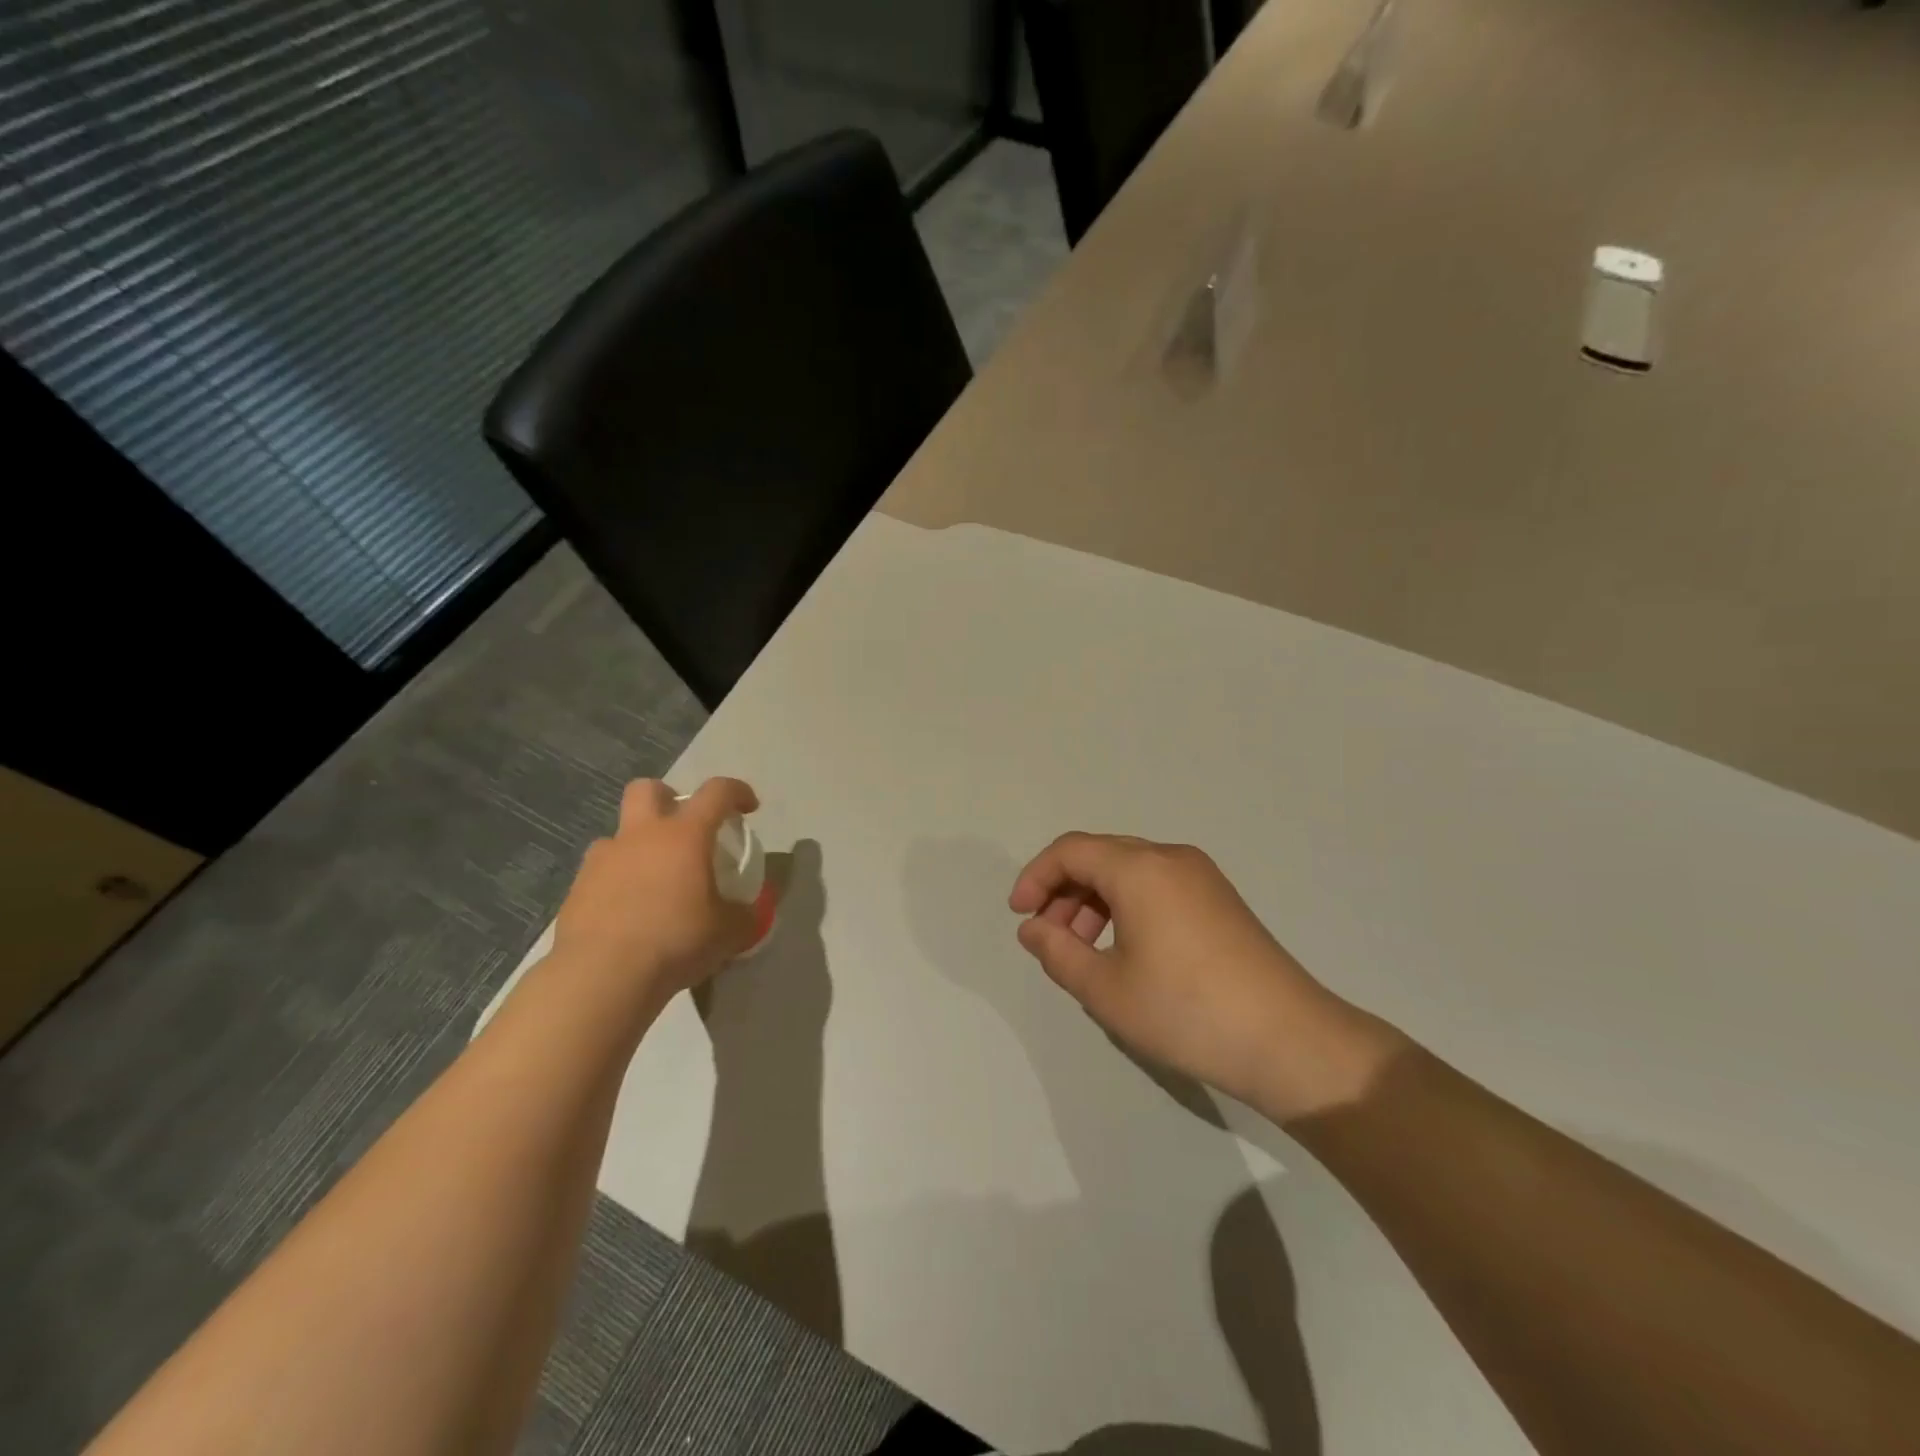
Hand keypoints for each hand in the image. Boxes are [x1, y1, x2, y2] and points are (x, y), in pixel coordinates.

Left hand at [552, 777, 760, 1010]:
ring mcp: (603, 859)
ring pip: (619, 833)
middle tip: (685, 828)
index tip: (748, 808)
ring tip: (653, 879)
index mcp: (684, 835)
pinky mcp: (577, 888)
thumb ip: (745, 916)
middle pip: (648, 789)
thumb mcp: (729, 933)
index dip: (737, 792)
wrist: (602, 976)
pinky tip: (627, 910)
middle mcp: (642, 835)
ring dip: (638, 845)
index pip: (717, 792)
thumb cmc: (675, 941)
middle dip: (669, 798)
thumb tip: (751, 912)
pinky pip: (600, 871)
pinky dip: (617, 880)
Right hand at [1008, 833, 1396, 1119]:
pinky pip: (1157, 885)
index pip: (1070, 851)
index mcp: (1139, 868)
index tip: (1020, 917)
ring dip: (1095, 900)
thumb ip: (1057, 951)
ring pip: (1129, 871)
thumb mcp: (1106, 989)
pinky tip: (1125, 951)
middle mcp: (1170, 858)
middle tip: (1049, 938)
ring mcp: (1201, 876)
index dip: (1035, 877)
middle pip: (1099, 856)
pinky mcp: (1219, 899)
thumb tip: (1033, 928)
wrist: (1289, 1040)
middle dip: (1064, 891)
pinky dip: (1127, 906)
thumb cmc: (1186, 1011)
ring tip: (1084, 951)